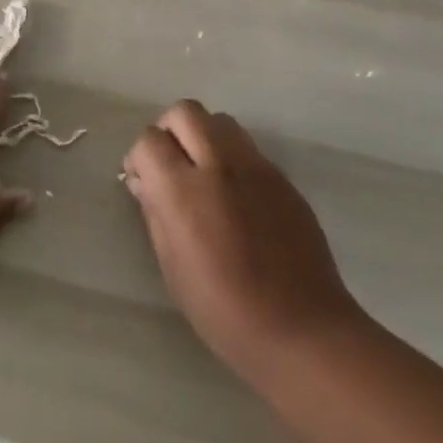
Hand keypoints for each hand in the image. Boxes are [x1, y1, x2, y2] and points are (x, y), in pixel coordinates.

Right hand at [123, 100, 361, 381]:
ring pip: (219, 121)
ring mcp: (255, 167)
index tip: (143, 181)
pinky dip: (232, 157)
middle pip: (185, 112)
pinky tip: (236, 196)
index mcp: (183, 190)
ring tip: (204, 174)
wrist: (302, 330)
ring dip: (203, 136)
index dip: (140, 157)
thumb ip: (155, 213)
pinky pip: (248, 148)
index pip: (149, 140)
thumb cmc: (225, 311)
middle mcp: (218, 164)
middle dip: (169, 130)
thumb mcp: (173, 268)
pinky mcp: (282, 177)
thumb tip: (144, 182)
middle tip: (170, 165)